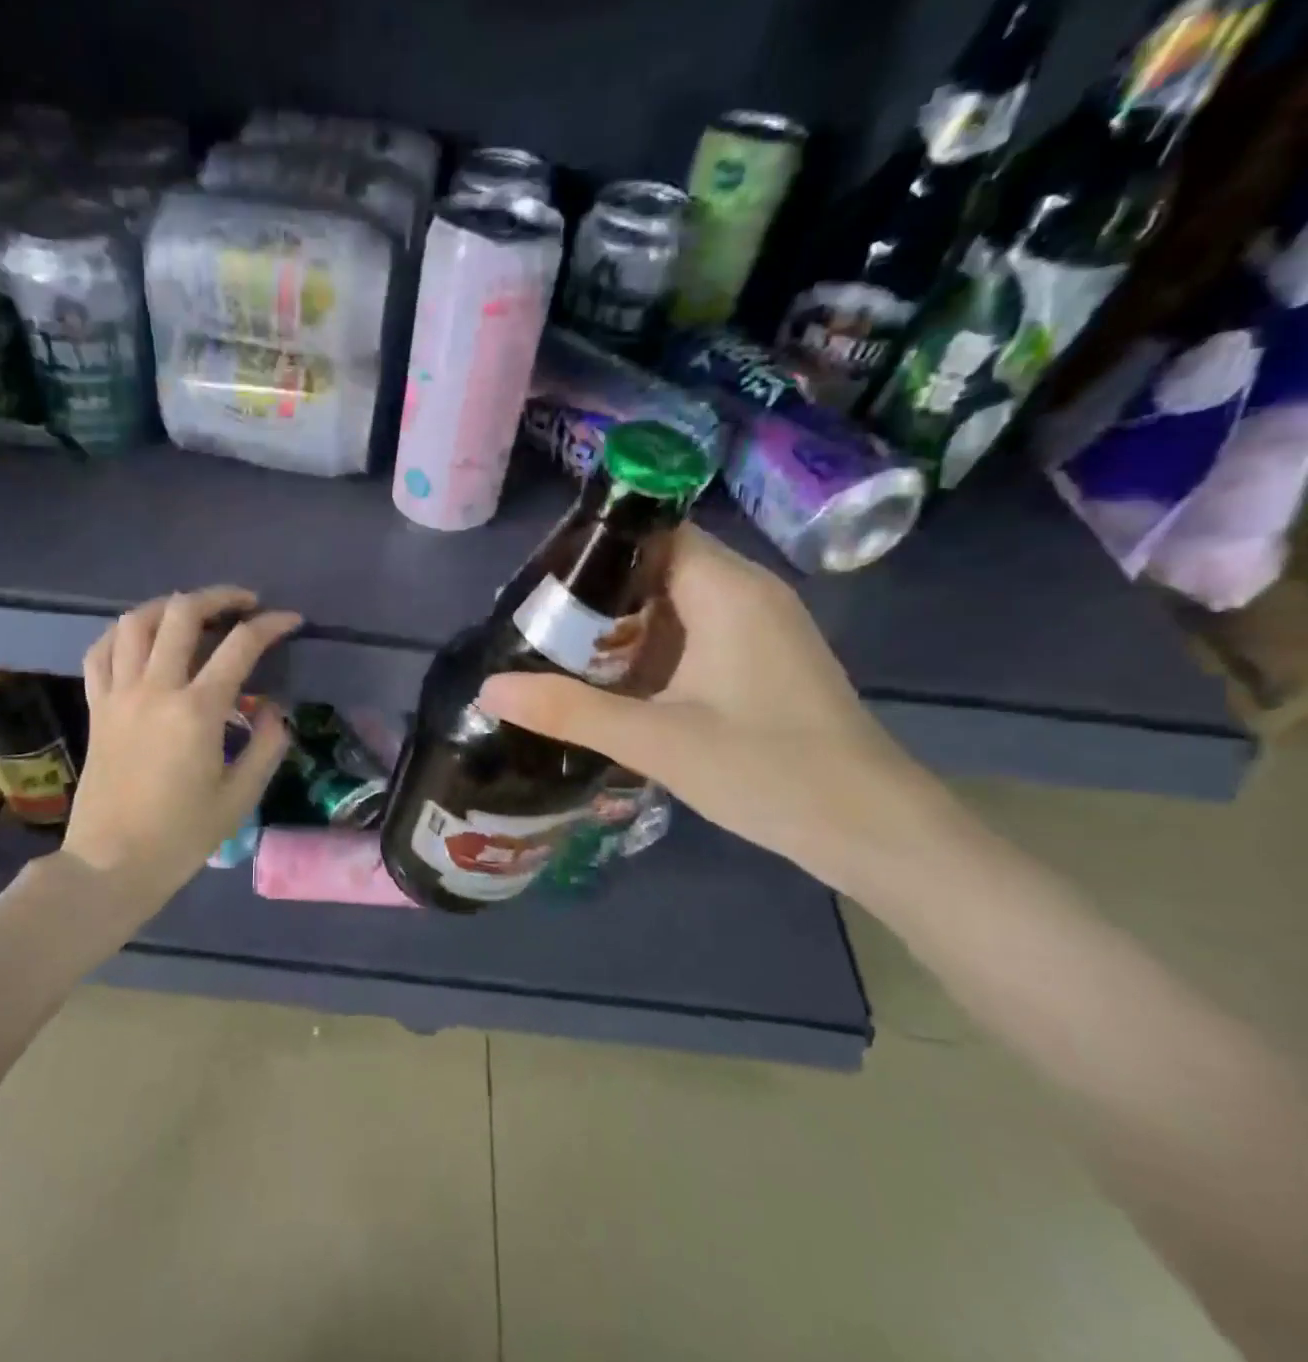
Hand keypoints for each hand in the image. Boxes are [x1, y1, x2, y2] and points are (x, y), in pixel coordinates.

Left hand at [64, 586, 298, 911]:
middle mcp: (155, 689)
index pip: (240, 646)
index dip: (271, 625)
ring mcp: (118, 694)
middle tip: (244, 603)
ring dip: (168, 606)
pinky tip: (141, 638)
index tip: (290, 621)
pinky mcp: (96, 707)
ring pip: (135, 622)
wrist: (111, 864)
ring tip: (192, 611)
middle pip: (182, 613)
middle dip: (219, 596)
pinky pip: (100, 651)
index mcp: (197, 711)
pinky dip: (122, 633)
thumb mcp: (240, 797)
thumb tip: (274, 708)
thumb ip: (266, 745)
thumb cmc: (181, 836)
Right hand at [477, 526, 955, 894]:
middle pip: (657, 564)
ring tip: (555, 648)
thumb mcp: (657, 741)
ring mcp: (758, 628)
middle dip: (595, 590)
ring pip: (673, 602)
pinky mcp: (759, 661)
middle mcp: (747, 594)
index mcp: (727, 589)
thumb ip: (570, 711)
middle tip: (533, 621)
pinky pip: (692, 633)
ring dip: (619, 623)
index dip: (593, 544)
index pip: (652, 530)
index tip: (537, 578)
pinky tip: (610, 681)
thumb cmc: (770, 771)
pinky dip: (649, 648)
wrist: (872, 830)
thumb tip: (489, 688)